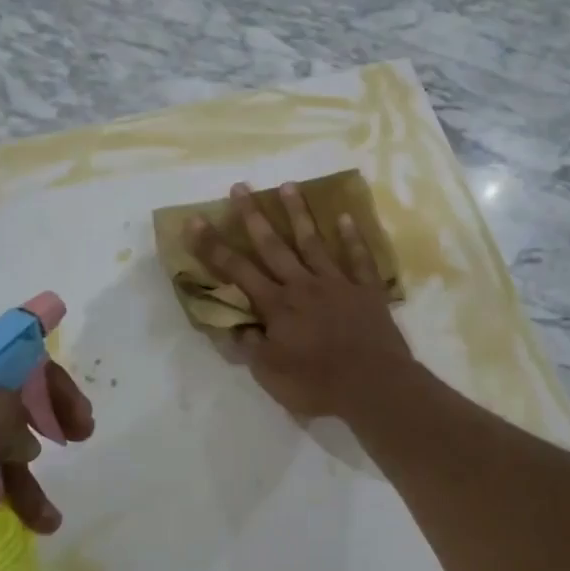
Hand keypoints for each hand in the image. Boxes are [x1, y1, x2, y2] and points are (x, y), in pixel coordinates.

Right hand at [187, 181, 414, 419]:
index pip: (236, 270)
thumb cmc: (317, 384)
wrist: (373, 385)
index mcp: (276, 305)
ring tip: (287, 185)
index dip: (213, 246)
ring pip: (313, 242)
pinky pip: (359, 259)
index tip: (196, 220)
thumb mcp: (270, 374)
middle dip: (252, 216)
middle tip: (240, 187)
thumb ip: (250, 346)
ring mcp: (337, 284)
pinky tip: (345, 217)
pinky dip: (352, 238)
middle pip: (273, 245)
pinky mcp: (366, 290)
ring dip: (298, 214)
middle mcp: (303, 285)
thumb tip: (233, 326)